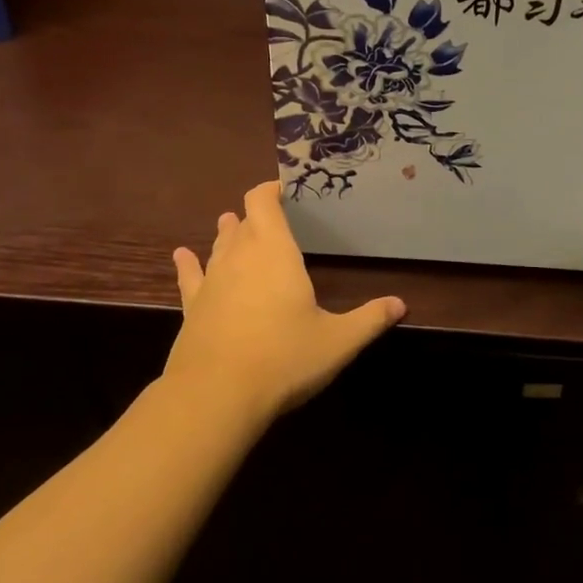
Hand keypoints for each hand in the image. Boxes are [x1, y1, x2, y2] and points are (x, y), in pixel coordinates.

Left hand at [164, 182, 405, 420]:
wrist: (217, 396)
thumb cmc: (284, 358)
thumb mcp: (338, 341)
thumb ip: (370, 320)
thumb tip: (401, 305)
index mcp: (275, 252)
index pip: (263, 203)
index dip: (270, 189)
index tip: (283, 186)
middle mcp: (239, 257)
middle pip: (242, 222)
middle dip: (254, 214)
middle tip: (270, 214)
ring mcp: (212, 282)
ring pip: (219, 246)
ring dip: (228, 233)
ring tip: (231, 223)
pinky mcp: (192, 308)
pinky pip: (189, 276)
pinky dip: (187, 263)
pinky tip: (181, 255)